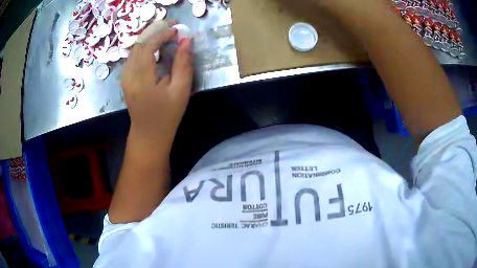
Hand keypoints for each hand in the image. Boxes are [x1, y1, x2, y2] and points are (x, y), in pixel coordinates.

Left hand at [121, 28, 192, 149]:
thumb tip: (186, 40)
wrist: (149, 134)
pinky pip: (132, 57)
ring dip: (148, 40)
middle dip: (154, 33)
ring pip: (134, 50)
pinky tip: (153, 50)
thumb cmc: (167, 115)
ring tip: (164, 37)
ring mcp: (124, 78)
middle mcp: (129, 75)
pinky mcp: (125, 80)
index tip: (176, 31)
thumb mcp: (180, 90)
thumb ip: (183, 64)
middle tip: (171, 30)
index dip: (162, 35)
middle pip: (138, 45)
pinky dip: (143, 49)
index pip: (147, 47)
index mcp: (141, 78)